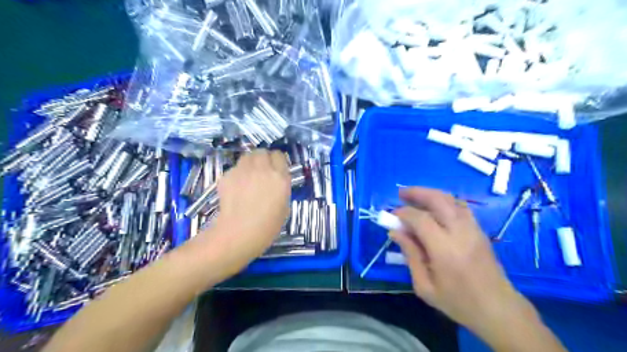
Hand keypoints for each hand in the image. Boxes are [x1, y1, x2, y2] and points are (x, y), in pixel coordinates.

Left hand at [191, 151, 290, 278]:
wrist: (238, 233)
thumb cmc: (267, 226)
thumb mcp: (284, 206)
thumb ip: (281, 188)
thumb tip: (274, 181)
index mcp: (280, 177)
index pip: (279, 155)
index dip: (277, 162)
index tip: (275, 169)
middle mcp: (262, 169)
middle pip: (262, 152)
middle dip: (263, 159)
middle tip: (261, 172)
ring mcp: (243, 170)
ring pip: (247, 156)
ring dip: (250, 163)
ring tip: (248, 177)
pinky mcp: (227, 175)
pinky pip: (235, 169)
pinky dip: (237, 174)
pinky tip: (236, 189)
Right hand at [393, 187, 529, 335]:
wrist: (498, 309)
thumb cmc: (458, 302)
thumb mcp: (425, 286)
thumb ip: (410, 255)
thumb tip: (395, 232)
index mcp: (445, 250)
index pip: (421, 219)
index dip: (404, 213)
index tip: (392, 215)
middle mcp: (461, 233)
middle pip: (438, 199)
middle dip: (417, 192)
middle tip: (401, 193)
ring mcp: (473, 228)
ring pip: (451, 199)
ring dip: (431, 194)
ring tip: (415, 197)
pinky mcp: (480, 230)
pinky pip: (460, 206)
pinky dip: (444, 201)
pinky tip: (434, 207)